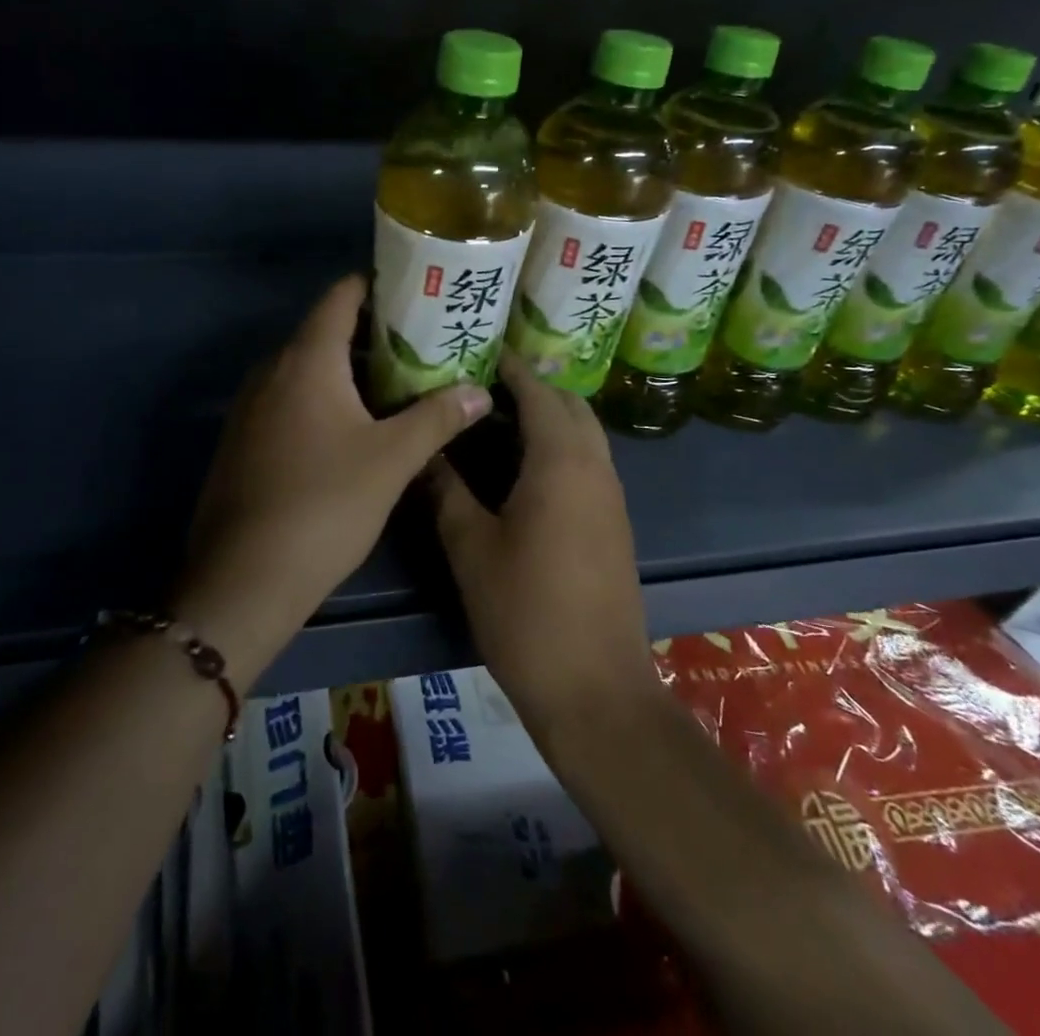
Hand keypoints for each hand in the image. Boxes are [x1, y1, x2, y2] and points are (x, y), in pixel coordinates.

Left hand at [173, 275, 491, 685]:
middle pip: (325, 331)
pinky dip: (323, 398)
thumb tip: (481, 391)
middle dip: (374, 333)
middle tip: (424, 343)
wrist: (244, 577)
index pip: (341, 295)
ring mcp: (251, 406)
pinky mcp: (244, 439)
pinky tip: (354, 427)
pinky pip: (289, 399)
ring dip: (349, 370)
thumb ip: (438, 418)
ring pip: (307, 369)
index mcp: (306, 360)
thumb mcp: (392, 460)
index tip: (418, 292)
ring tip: (399, 383)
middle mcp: (272, 370)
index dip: (378, 285)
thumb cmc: (325, 505)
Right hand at [427, 354, 657, 725]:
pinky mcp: (614, 524)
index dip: (509, 367)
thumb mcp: (471, 547)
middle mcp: (596, 466)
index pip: (538, 391)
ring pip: (584, 434)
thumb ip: (446, 489)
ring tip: (495, 423)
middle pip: (569, 404)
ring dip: (548, 418)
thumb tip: (425, 450)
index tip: (476, 352)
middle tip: (481, 389)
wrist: (594, 689)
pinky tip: (521, 471)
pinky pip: (589, 463)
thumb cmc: (525, 611)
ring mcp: (612, 496)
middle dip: (531, 388)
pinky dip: (560, 448)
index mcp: (561, 461)